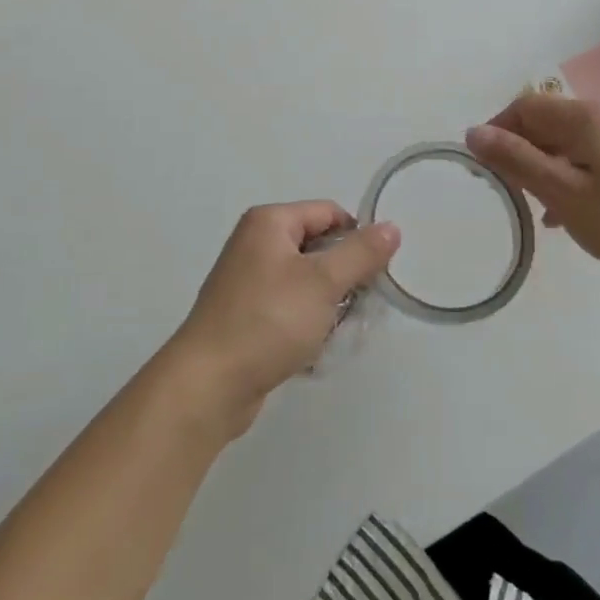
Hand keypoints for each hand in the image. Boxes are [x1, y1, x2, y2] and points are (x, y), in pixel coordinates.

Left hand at [165, 203, 399, 437]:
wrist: (208, 385)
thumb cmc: (268, 321)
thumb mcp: (323, 282)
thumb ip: (361, 253)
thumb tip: (392, 227)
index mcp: (269, 223)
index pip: (329, 213)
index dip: (357, 238)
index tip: (375, 273)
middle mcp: (255, 244)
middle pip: (318, 247)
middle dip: (344, 277)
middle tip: (361, 306)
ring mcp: (248, 281)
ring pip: (307, 282)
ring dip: (328, 305)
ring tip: (337, 331)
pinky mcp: (247, 316)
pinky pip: (290, 309)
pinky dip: (307, 324)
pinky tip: (313, 349)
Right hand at [465, 93, 599, 285]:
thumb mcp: (562, 191)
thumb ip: (517, 160)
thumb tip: (473, 132)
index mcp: (582, 118)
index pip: (524, 106)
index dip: (497, 130)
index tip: (484, 166)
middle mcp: (598, 120)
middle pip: (542, 122)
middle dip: (516, 150)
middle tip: (504, 188)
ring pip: (559, 145)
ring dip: (537, 168)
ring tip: (528, 204)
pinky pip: (579, 162)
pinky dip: (561, 181)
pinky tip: (558, 216)